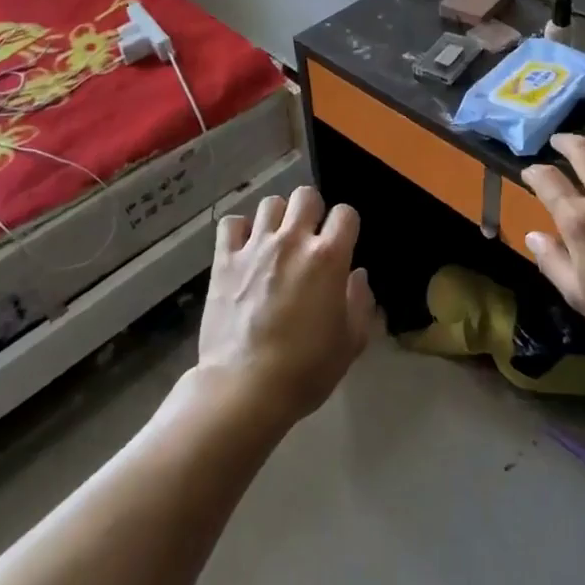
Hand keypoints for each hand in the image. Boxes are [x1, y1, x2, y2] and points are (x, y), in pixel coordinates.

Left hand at [196, 186, 375, 428]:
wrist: (244, 388)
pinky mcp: (224, 258)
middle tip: (309, 237)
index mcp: (328, 257)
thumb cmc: (305, 370)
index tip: (342, 244)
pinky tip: (244, 248)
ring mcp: (255, 246)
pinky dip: (239, 230)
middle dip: (312, 211)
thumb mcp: (350, 343)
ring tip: (276, 241)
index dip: (347, 226)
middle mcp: (292, 240)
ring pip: (270, 203)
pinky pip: (231, 223)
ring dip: (278, 218)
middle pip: (306, 196)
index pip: (345, 213)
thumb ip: (360, 302)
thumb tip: (357, 275)